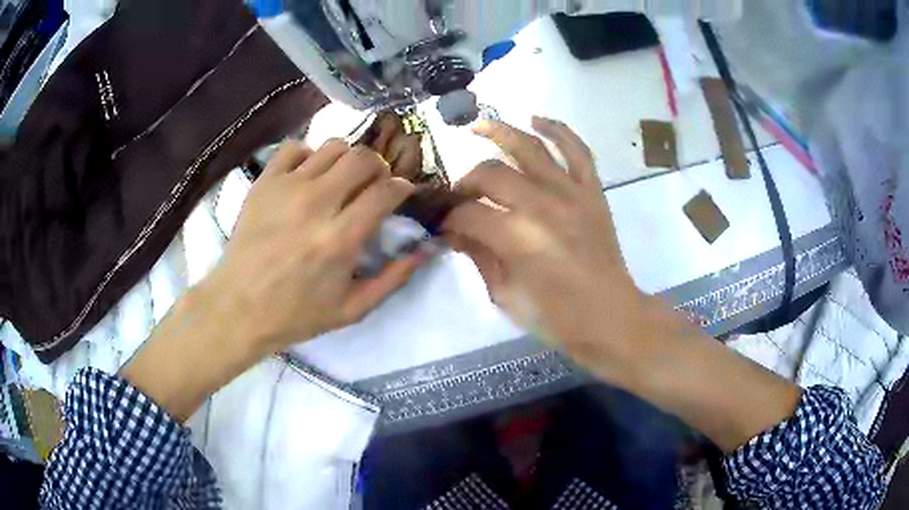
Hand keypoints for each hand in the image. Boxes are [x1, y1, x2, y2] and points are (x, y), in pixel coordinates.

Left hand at [122, 139, 426, 421]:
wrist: (238, 307)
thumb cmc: (296, 314)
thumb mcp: (352, 310)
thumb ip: (394, 278)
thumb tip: (427, 249)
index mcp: (340, 238)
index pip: (386, 191)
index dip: (402, 188)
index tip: (401, 195)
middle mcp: (316, 204)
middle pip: (363, 158)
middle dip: (379, 168)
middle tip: (374, 186)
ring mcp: (287, 187)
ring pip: (333, 146)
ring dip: (347, 160)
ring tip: (342, 180)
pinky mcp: (265, 182)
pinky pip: (295, 147)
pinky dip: (309, 155)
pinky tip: (308, 176)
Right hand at [443, 117, 642, 381]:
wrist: (610, 316)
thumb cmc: (556, 317)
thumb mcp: (505, 296)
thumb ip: (478, 257)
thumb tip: (455, 232)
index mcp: (517, 237)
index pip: (467, 214)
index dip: (448, 219)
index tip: (443, 226)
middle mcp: (542, 204)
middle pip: (491, 173)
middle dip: (466, 183)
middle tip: (460, 196)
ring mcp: (571, 192)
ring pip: (530, 147)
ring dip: (501, 132)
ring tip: (480, 126)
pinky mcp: (592, 191)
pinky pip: (577, 149)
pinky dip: (558, 130)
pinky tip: (537, 120)